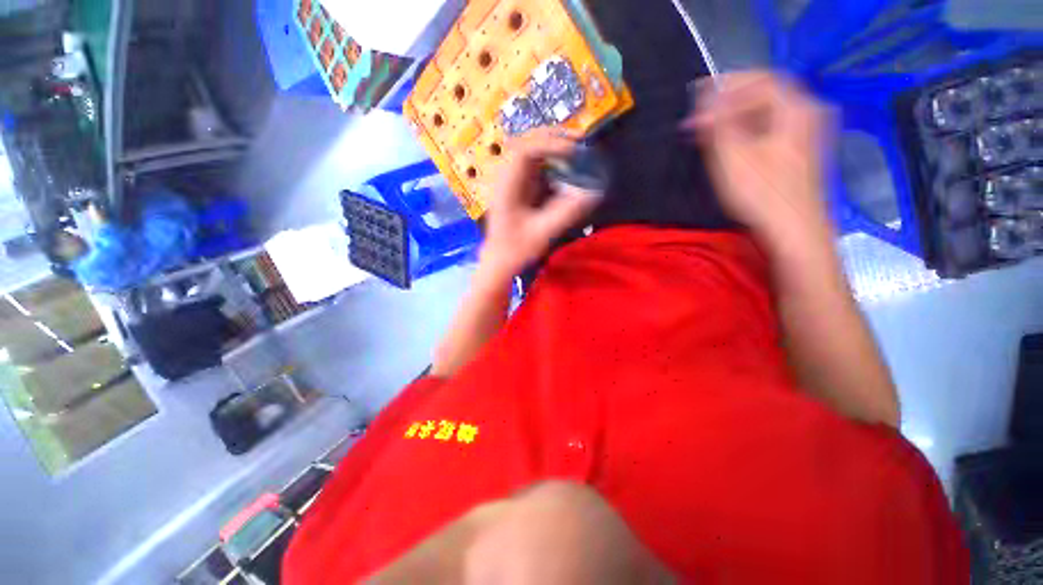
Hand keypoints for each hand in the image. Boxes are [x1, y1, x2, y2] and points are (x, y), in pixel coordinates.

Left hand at [480, 128, 601, 279]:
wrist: (500, 261)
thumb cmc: (516, 249)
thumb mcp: (543, 233)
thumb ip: (566, 212)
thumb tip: (593, 193)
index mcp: (506, 186)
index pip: (524, 151)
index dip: (549, 144)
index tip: (574, 151)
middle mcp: (506, 178)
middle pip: (525, 144)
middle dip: (552, 138)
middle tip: (578, 142)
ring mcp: (511, 182)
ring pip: (530, 152)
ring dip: (552, 148)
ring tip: (575, 150)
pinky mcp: (518, 188)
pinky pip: (534, 167)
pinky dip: (551, 163)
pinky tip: (565, 168)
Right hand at [685, 72, 832, 247]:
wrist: (794, 230)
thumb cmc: (762, 193)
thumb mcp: (733, 156)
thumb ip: (718, 122)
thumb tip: (705, 97)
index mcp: (796, 107)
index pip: (759, 79)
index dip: (725, 85)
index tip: (696, 98)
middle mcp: (807, 111)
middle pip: (764, 92)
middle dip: (728, 101)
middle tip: (699, 118)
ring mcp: (807, 131)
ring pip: (767, 111)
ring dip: (735, 116)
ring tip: (708, 131)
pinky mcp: (799, 150)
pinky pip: (771, 127)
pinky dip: (747, 129)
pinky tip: (730, 143)